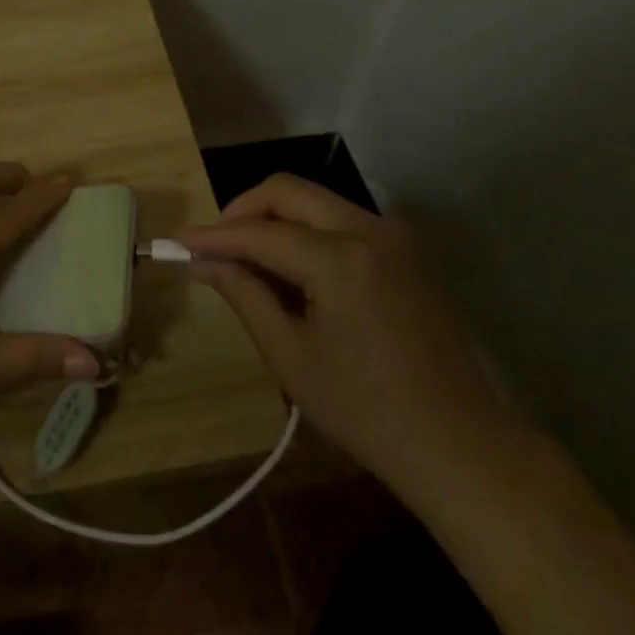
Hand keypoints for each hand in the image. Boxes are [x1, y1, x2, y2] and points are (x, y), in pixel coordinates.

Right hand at [181, 175, 512, 496]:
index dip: (213, 236)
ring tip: (247, 260)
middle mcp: (369, 230)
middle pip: (288, 191)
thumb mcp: (290, 355)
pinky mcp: (403, 250)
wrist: (458, 443)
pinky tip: (290, 269)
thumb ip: (243, 294)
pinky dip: (305, 231)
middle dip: (243, 210)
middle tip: (214, 246)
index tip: (176, 241)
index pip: (260, 232)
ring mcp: (392, 236)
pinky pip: (340, 220)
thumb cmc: (365, 410)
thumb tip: (200, 261)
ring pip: (315, 201)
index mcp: (339, 259)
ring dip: (275, 219)